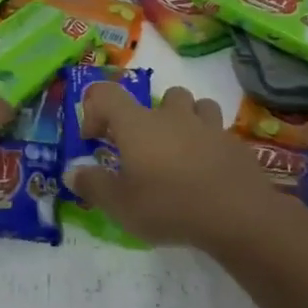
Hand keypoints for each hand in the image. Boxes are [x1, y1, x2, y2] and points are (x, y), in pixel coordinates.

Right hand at [66, 83, 278, 249]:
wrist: (236, 214)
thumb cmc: (168, 205)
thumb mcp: (120, 205)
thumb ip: (93, 186)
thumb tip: (72, 172)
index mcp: (138, 124)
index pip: (107, 94)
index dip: (94, 110)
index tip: (94, 139)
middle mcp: (172, 116)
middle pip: (162, 96)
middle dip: (151, 116)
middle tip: (146, 148)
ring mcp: (208, 126)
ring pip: (197, 105)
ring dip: (187, 119)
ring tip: (181, 149)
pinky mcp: (234, 143)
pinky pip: (219, 132)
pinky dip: (211, 144)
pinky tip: (208, 171)